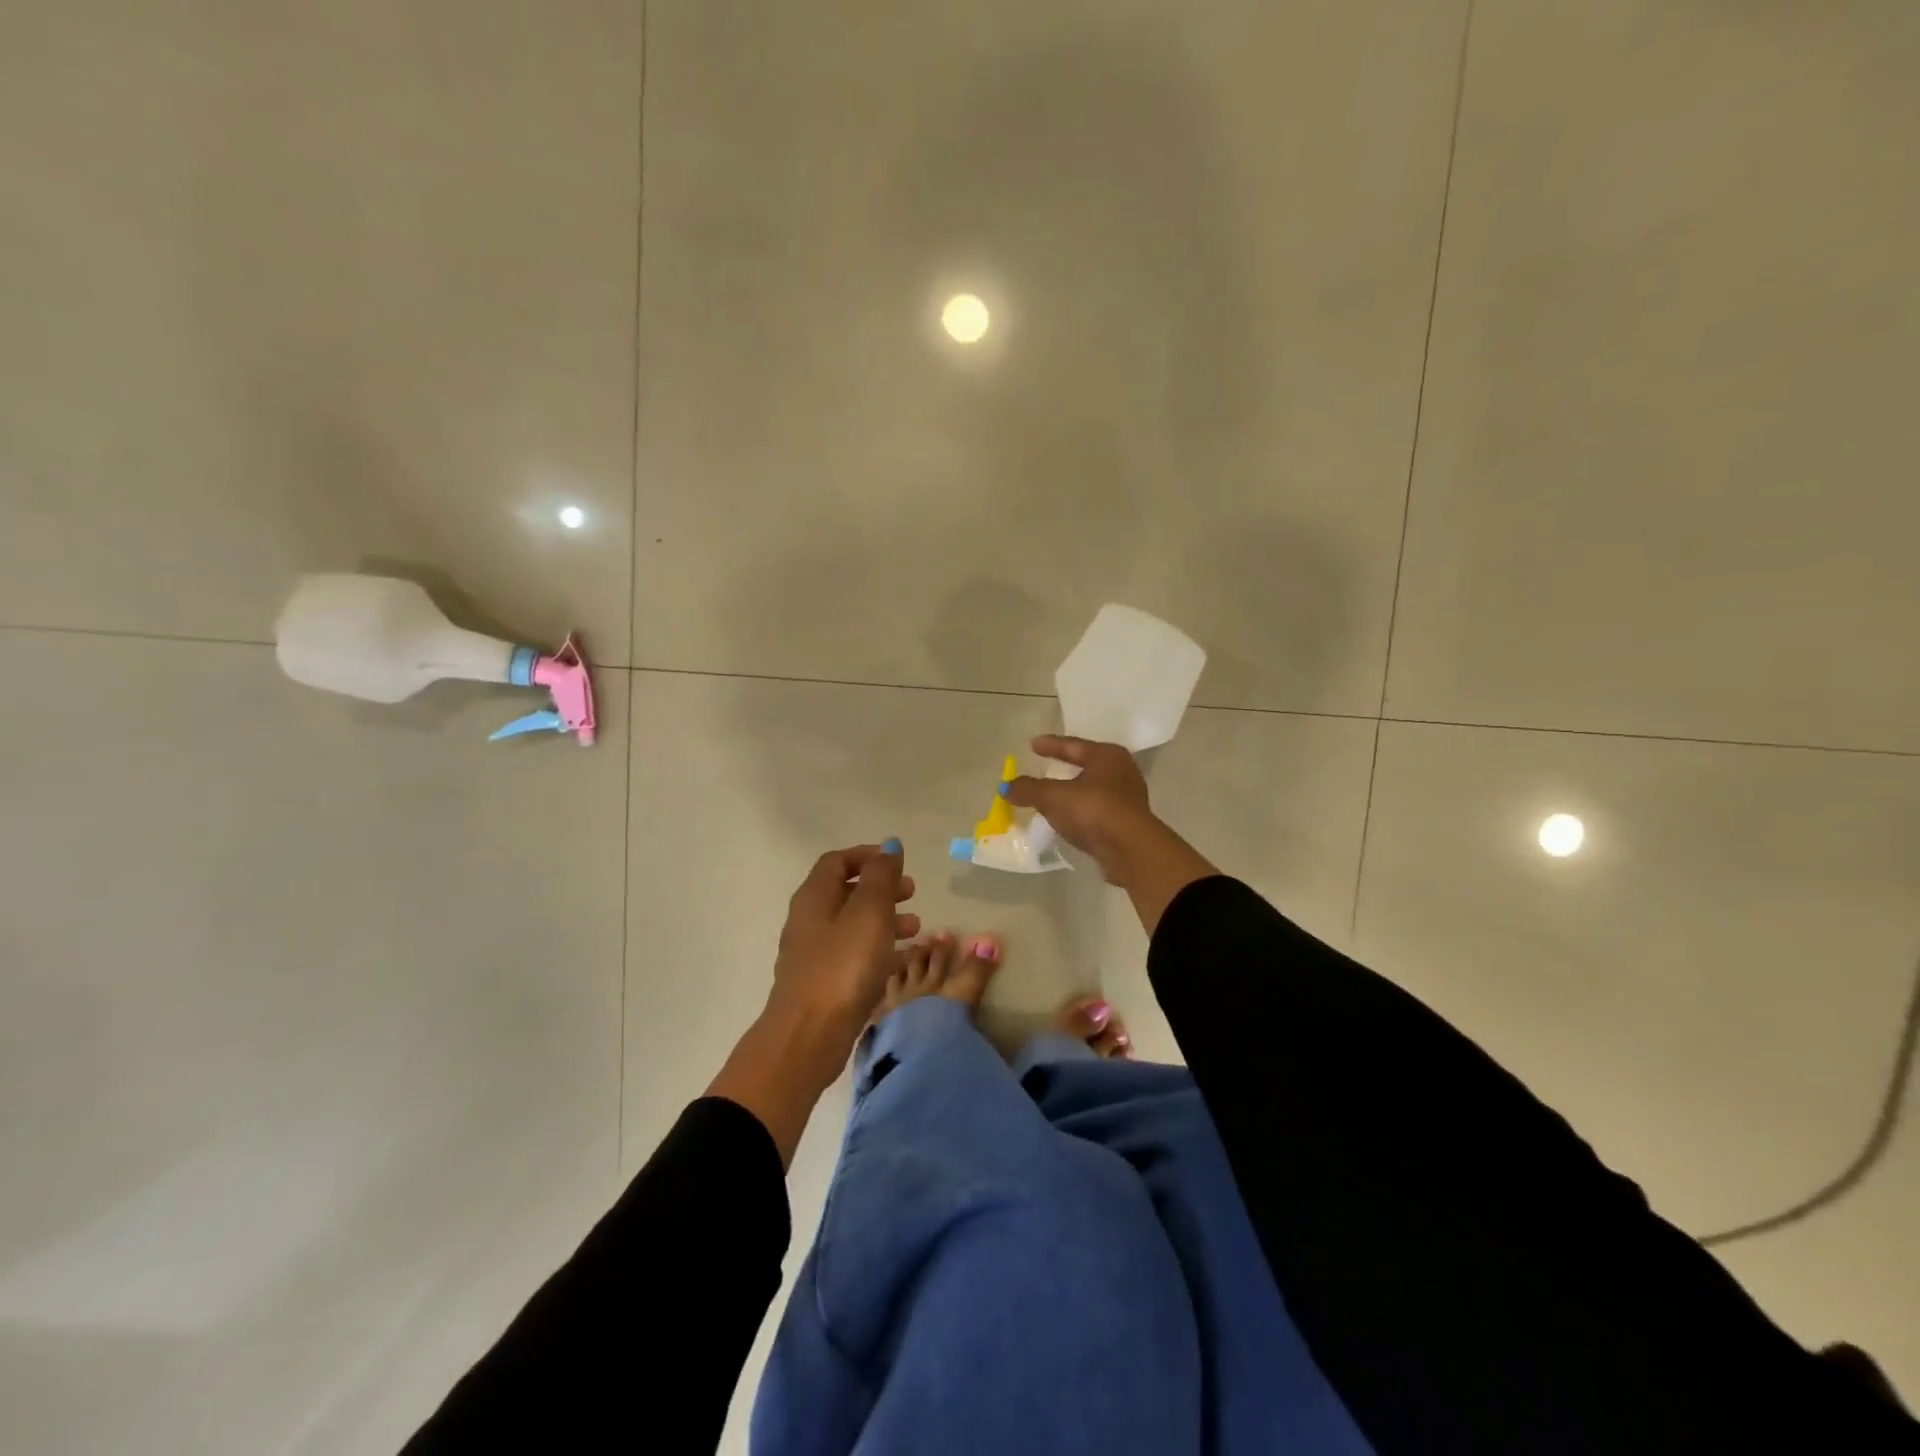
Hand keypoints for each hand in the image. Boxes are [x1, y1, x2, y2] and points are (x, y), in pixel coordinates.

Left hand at [767, 842, 919, 1041]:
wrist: (809, 1036)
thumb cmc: (842, 966)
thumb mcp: (869, 914)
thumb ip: (881, 877)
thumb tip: (889, 845)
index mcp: (814, 897)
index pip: (837, 861)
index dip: (867, 856)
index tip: (898, 862)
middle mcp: (809, 920)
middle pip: (846, 892)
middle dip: (881, 888)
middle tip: (913, 892)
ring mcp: (814, 954)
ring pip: (853, 925)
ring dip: (884, 919)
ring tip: (916, 927)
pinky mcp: (823, 983)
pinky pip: (854, 954)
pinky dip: (878, 949)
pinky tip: (902, 960)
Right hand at [1005, 736, 1156, 880]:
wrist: (1131, 850)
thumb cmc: (1093, 810)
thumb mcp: (1054, 797)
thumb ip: (1029, 789)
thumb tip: (1006, 787)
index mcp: (1107, 756)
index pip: (1073, 745)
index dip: (1050, 745)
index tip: (1032, 744)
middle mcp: (1122, 771)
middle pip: (1086, 765)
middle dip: (1064, 766)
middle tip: (1044, 766)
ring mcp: (1127, 798)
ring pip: (1092, 789)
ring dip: (1073, 791)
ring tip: (1052, 795)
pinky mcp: (1127, 823)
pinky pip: (1096, 810)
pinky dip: (1080, 811)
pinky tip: (1067, 818)